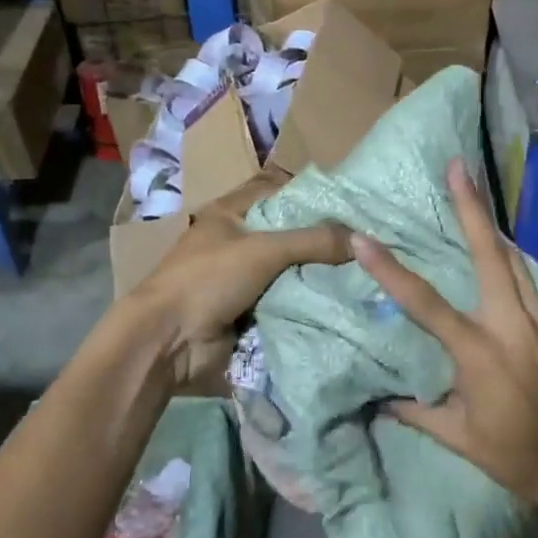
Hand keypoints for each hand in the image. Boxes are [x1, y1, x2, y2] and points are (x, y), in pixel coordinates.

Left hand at [129, 173, 351, 387]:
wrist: (167, 342)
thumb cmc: (207, 279)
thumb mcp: (263, 249)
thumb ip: (313, 241)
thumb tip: (363, 241)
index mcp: (230, 214)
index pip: (279, 194)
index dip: (313, 198)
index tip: (354, 206)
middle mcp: (238, 243)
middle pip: (290, 237)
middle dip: (324, 242)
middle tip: (369, 244)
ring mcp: (244, 281)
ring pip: (292, 272)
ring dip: (320, 277)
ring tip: (368, 274)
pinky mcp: (250, 314)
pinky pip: (288, 304)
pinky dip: (310, 305)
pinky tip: (346, 304)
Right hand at [351, 158, 537, 512]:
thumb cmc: (516, 455)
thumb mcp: (459, 439)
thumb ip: (417, 413)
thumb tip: (381, 400)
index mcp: (478, 351)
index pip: (424, 303)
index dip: (390, 270)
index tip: (364, 238)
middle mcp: (510, 323)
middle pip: (490, 253)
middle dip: (472, 207)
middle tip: (458, 167)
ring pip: (514, 260)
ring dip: (492, 226)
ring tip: (475, 195)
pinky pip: (527, 283)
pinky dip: (507, 262)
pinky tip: (497, 259)